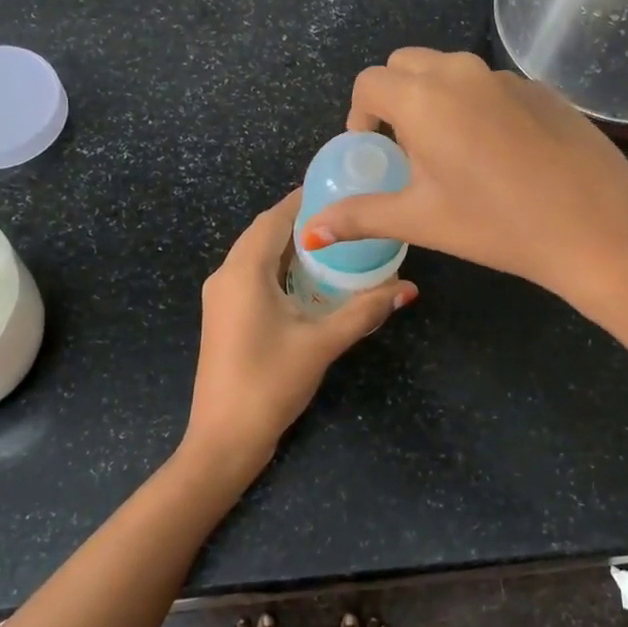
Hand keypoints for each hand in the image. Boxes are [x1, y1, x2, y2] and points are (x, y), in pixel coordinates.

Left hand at [184, 190, 415, 474]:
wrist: (223, 438)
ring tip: (333, 242)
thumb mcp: (321, 343)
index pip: (274, 218)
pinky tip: (308, 279)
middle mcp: (225, 275)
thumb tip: (407, 287)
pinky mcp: (223, 316)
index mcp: (243, 271)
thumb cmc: (269, 383)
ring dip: (289, 246)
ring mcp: (220, 297)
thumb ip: (363, 311)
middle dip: (300, 221)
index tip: (337, 188)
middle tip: (343, 215)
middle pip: (264, 233)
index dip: (303, 200)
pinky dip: (279, 268)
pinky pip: (252, 276)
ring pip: (256, 255)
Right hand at [300, 49, 627, 312]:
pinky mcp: (542, 89)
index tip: (372, 150)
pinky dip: (476, 105)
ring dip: (435, 99)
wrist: (598, 226)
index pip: (369, 83)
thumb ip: (360, 216)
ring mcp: (507, 77)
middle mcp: (461, 72)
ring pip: (451, 71)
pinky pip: (490, 85)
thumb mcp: (421, 220)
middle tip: (408, 149)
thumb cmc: (496, 224)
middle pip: (407, 64)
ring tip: (452, 153)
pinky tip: (500, 155)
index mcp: (423, 98)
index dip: (359, 115)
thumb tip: (311, 230)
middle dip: (394, 98)